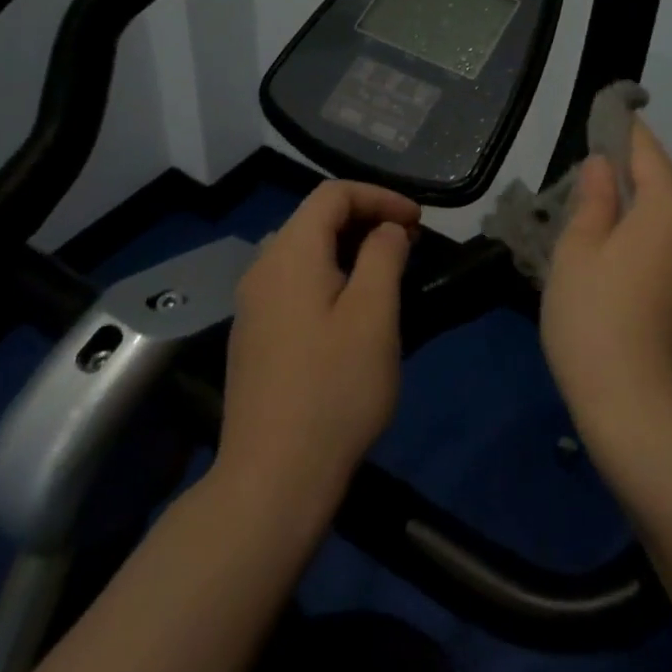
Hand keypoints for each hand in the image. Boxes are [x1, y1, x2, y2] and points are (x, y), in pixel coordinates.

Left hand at [219, 181, 420, 505]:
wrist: (273, 477)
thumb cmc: (334, 389)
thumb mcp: (374, 314)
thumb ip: (383, 256)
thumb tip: (387, 229)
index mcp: (289, 254)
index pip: (332, 194)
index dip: (380, 196)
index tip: (418, 221)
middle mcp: (262, 269)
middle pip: (315, 218)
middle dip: (366, 218)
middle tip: (410, 242)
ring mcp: (253, 305)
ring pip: (304, 251)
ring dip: (349, 247)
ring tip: (389, 269)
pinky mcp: (255, 336)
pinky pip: (295, 282)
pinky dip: (330, 274)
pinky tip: (354, 306)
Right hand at [541, 121, 671, 443]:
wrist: (638, 408)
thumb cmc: (595, 321)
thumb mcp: (577, 255)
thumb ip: (593, 203)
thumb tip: (604, 165)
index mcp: (667, 213)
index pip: (651, 156)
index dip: (632, 132)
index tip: (616, 116)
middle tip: (628, 183)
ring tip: (621, 220)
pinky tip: (632, 256)